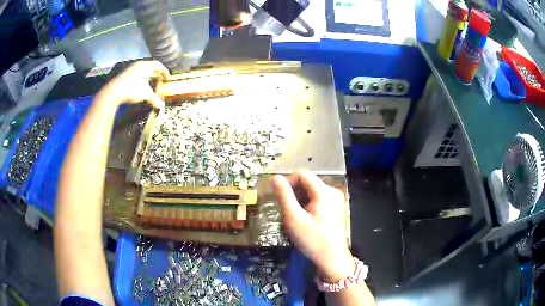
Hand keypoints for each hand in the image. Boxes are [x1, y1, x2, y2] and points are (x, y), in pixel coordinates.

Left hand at [98, 61, 169, 108]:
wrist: (113, 92)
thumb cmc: (132, 89)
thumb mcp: (146, 94)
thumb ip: (154, 99)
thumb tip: (161, 106)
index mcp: (145, 65)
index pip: (158, 65)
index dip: (165, 72)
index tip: (167, 79)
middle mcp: (138, 65)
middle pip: (150, 68)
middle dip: (156, 75)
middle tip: (160, 82)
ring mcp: (130, 69)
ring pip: (143, 72)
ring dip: (148, 78)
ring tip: (151, 85)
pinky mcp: (124, 75)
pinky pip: (136, 75)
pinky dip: (141, 80)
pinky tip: (140, 88)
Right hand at [272, 170, 354, 281]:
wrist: (332, 258)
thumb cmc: (312, 239)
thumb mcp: (294, 218)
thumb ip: (284, 195)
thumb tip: (274, 177)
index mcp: (324, 191)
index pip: (302, 174)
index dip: (287, 181)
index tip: (279, 198)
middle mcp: (332, 191)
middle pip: (307, 182)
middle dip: (293, 193)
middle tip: (286, 210)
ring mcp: (335, 199)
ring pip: (311, 191)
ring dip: (299, 200)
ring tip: (294, 217)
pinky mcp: (335, 208)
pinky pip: (317, 199)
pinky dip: (307, 205)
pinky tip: (304, 220)